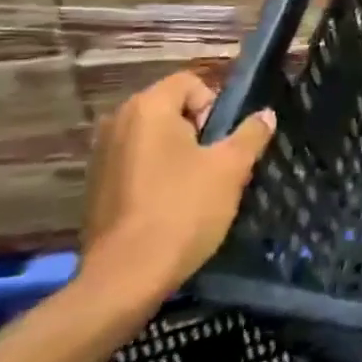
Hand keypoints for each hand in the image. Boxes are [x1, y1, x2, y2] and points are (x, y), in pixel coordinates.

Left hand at [78, 72, 275, 304]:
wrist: (126, 278)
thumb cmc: (183, 210)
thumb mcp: (231, 169)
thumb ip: (251, 134)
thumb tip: (265, 115)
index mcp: (148, 108)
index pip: (192, 83)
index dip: (217, 106)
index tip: (224, 142)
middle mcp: (117, 122)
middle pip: (172, 109)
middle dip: (200, 131)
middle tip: (217, 166)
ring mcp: (101, 155)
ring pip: (155, 139)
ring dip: (179, 154)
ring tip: (196, 189)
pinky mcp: (95, 186)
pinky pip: (137, 164)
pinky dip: (157, 175)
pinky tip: (170, 206)